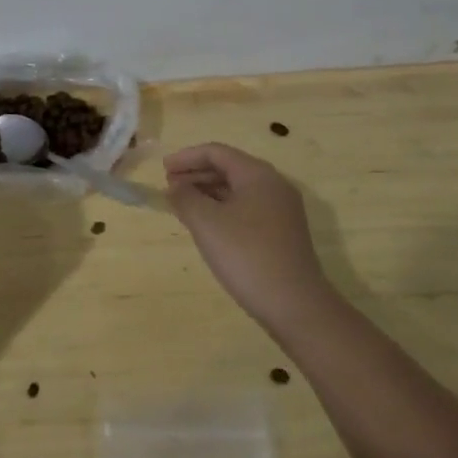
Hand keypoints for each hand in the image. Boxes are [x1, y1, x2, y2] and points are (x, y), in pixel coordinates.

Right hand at [165, 143, 328, 338]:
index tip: (162, 170)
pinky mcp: (282, 233)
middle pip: (228, 168)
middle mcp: (273, 186)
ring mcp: (281, 211)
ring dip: (207, 191)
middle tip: (169, 186)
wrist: (295, 305)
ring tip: (182, 204)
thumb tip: (175, 186)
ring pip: (237, 189)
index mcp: (258, 175)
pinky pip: (245, 208)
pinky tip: (206, 224)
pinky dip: (221, 208)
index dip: (186, 157)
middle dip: (196, 173)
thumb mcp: (206, 223)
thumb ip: (185, 197)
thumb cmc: (246, 255)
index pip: (217, 152)